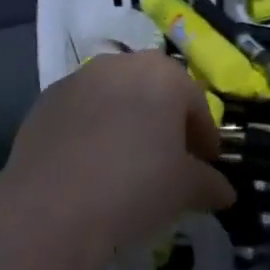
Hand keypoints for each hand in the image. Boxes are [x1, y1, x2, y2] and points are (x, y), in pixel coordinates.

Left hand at [1, 52, 235, 261]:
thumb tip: (224, 190)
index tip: (206, 163)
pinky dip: (92, 129)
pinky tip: (91, 165)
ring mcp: (79, 78)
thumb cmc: (134, 187)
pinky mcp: (46, 99)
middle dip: (165, 121)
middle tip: (170, 159)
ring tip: (127, 162)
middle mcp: (120, 64)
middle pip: (153, 90)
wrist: (51, 205)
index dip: (205, 135)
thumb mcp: (184, 190)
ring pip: (114, 96)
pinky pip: (81, 111)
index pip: (195, 102)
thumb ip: (208, 182)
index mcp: (162, 74)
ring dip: (126, 120)